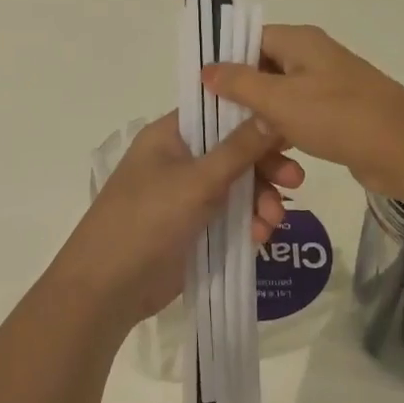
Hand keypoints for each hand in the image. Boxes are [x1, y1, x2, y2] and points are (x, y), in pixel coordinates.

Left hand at [52, 112, 304, 326]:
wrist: (107, 289)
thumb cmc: (147, 220)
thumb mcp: (197, 181)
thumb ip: (239, 149)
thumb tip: (273, 113)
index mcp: (171, 135)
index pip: (220, 112)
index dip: (255, 118)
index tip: (290, 131)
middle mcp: (180, 159)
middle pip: (235, 151)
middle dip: (265, 168)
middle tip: (296, 181)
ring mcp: (186, 194)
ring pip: (237, 186)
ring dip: (261, 200)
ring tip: (274, 222)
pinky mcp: (194, 227)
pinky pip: (231, 215)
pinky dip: (248, 223)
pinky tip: (260, 238)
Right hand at [201, 25, 403, 191]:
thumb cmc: (336, 116)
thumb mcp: (279, 100)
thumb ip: (239, 83)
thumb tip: (206, 68)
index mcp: (299, 41)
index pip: (250, 40)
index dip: (225, 62)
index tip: (203, 92)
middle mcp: (313, 57)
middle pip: (264, 70)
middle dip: (243, 98)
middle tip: (219, 126)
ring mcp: (329, 85)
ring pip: (281, 98)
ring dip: (264, 123)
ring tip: (246, 148)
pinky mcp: (339, 113)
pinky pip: (301, 118)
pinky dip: (286, 134)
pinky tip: (276, 156)